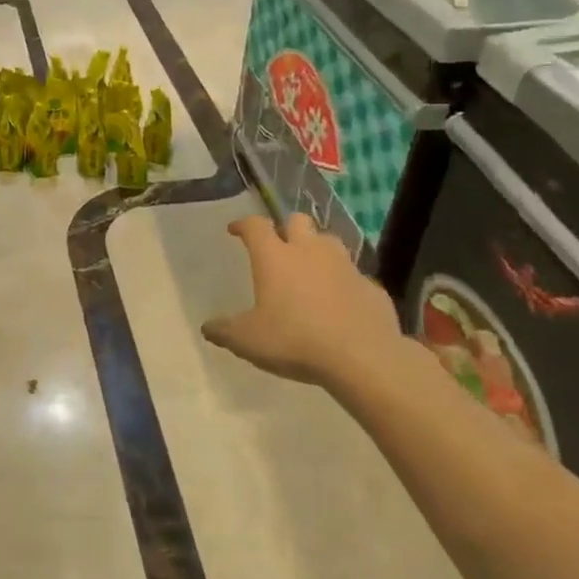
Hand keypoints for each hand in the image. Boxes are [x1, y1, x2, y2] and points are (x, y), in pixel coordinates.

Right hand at [201, 213, 405, 389]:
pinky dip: (343, 282)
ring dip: (317, 250)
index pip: (255, 226)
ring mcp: (344, 266)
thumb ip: (225, 331)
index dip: (243, 224)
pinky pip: (354, 276)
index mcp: (274, 257)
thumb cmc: (295, 340)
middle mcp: (309, 251)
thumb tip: (207, 327)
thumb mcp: (248, 341)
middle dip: (286, 228)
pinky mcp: (371, 286)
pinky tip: (340, 302)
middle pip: (297, 221)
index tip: (235, 230)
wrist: (363, 357)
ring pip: (329, 242)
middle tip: (279, 247)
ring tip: (310, 270)